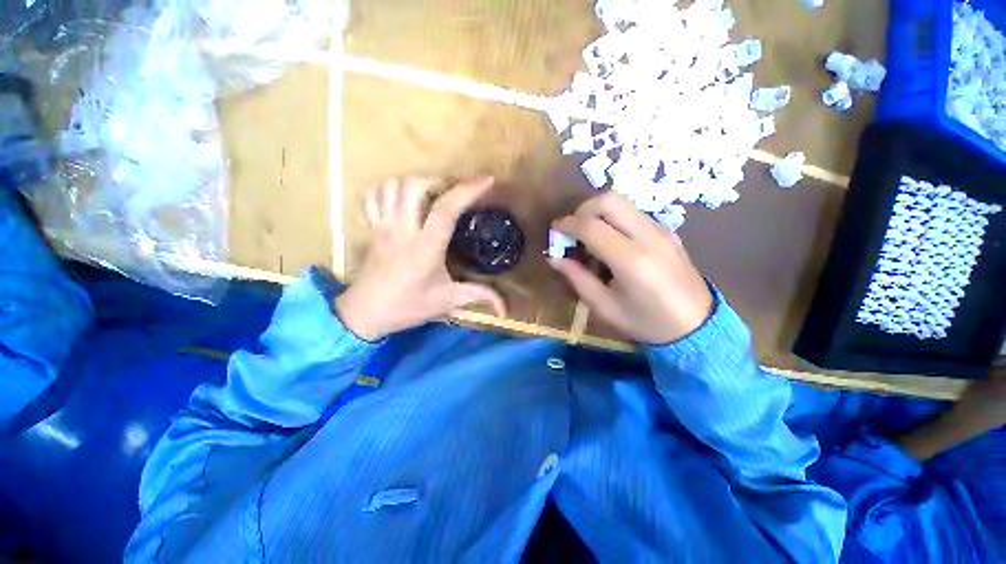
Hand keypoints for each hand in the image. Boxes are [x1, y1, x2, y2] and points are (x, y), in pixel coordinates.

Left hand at [336, 177, 505, 340]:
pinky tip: (404, 198)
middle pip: (415, 186)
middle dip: (440, 181)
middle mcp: (403, 229)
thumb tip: (506, 310)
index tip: (487, 180)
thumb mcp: (448, 300)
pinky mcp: (372, 228)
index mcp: (426, 246)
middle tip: (455, 192)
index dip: (468, 190)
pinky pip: (374, 196)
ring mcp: (384, 226)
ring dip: (416, 182)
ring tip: (433, 193)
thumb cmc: (408, 306)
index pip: (446, 208)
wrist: (366, 313)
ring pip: (393, 186)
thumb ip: (479, 296)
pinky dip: (390, 189)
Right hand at [550, 193, 712, 343]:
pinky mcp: (667, 231)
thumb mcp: (604, 307)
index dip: (567, 225)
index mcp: (631, 261)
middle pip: (609, 201)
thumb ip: (577, 278)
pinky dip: (614, 219)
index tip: (555, 231)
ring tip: (589, 236)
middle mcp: (648, 237)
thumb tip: (554, 257)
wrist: (698, 326)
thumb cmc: (646, 322)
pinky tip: (611, 241)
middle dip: (583, 210)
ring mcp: (661, 230)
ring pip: (622, 203)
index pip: (591, 226)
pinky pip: (633, 213)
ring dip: (598, 212)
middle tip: (573, 230)